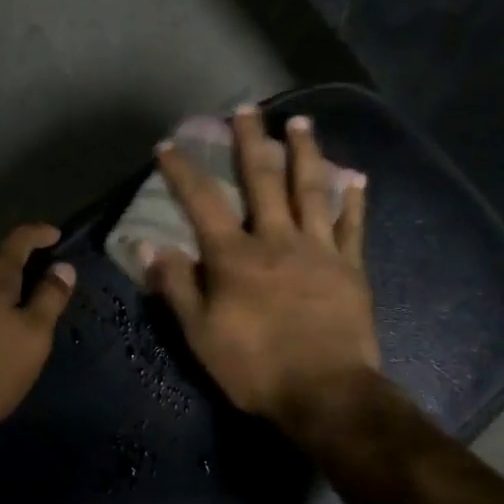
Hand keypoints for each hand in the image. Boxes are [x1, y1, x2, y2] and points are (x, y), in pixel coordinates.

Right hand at [141, 106, 377, 439]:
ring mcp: (319, 250)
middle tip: (247, 109)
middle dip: (251, 142)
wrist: (325, 394)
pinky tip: (356, 178)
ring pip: (312, 190)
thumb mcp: (200, 334)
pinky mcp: (351, 268)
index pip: (202, 203)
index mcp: (235, 257)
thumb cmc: (255, 368)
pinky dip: (354, 200)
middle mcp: (276, 240)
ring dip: (306, 153)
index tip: (168, 145)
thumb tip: (147, 247)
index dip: (182, 172)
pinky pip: (353, 226)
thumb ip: (176, 287)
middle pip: (262, 180)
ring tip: (302, 123)